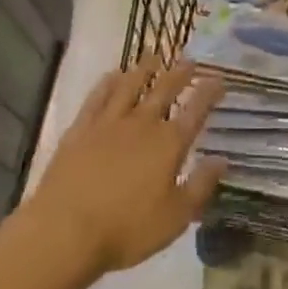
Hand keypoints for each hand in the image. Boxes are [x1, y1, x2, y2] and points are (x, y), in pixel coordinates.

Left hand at [24, 58, 226, 276]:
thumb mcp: (175, 217)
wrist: (65, 231)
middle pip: (164, 90)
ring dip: (144, 69)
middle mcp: (142, 124)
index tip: (219, 78)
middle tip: (189, 60)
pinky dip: (108, 82)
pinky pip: (98, 97)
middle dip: (180, 73)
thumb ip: (201, 186)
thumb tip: (222, 159)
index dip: (209, 92)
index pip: (196, 110)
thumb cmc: (126, 230)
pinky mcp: (81, 129)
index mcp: (169, 144)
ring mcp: (109, 123)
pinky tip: (113, 75)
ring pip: (130, 85)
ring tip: (154, 57)